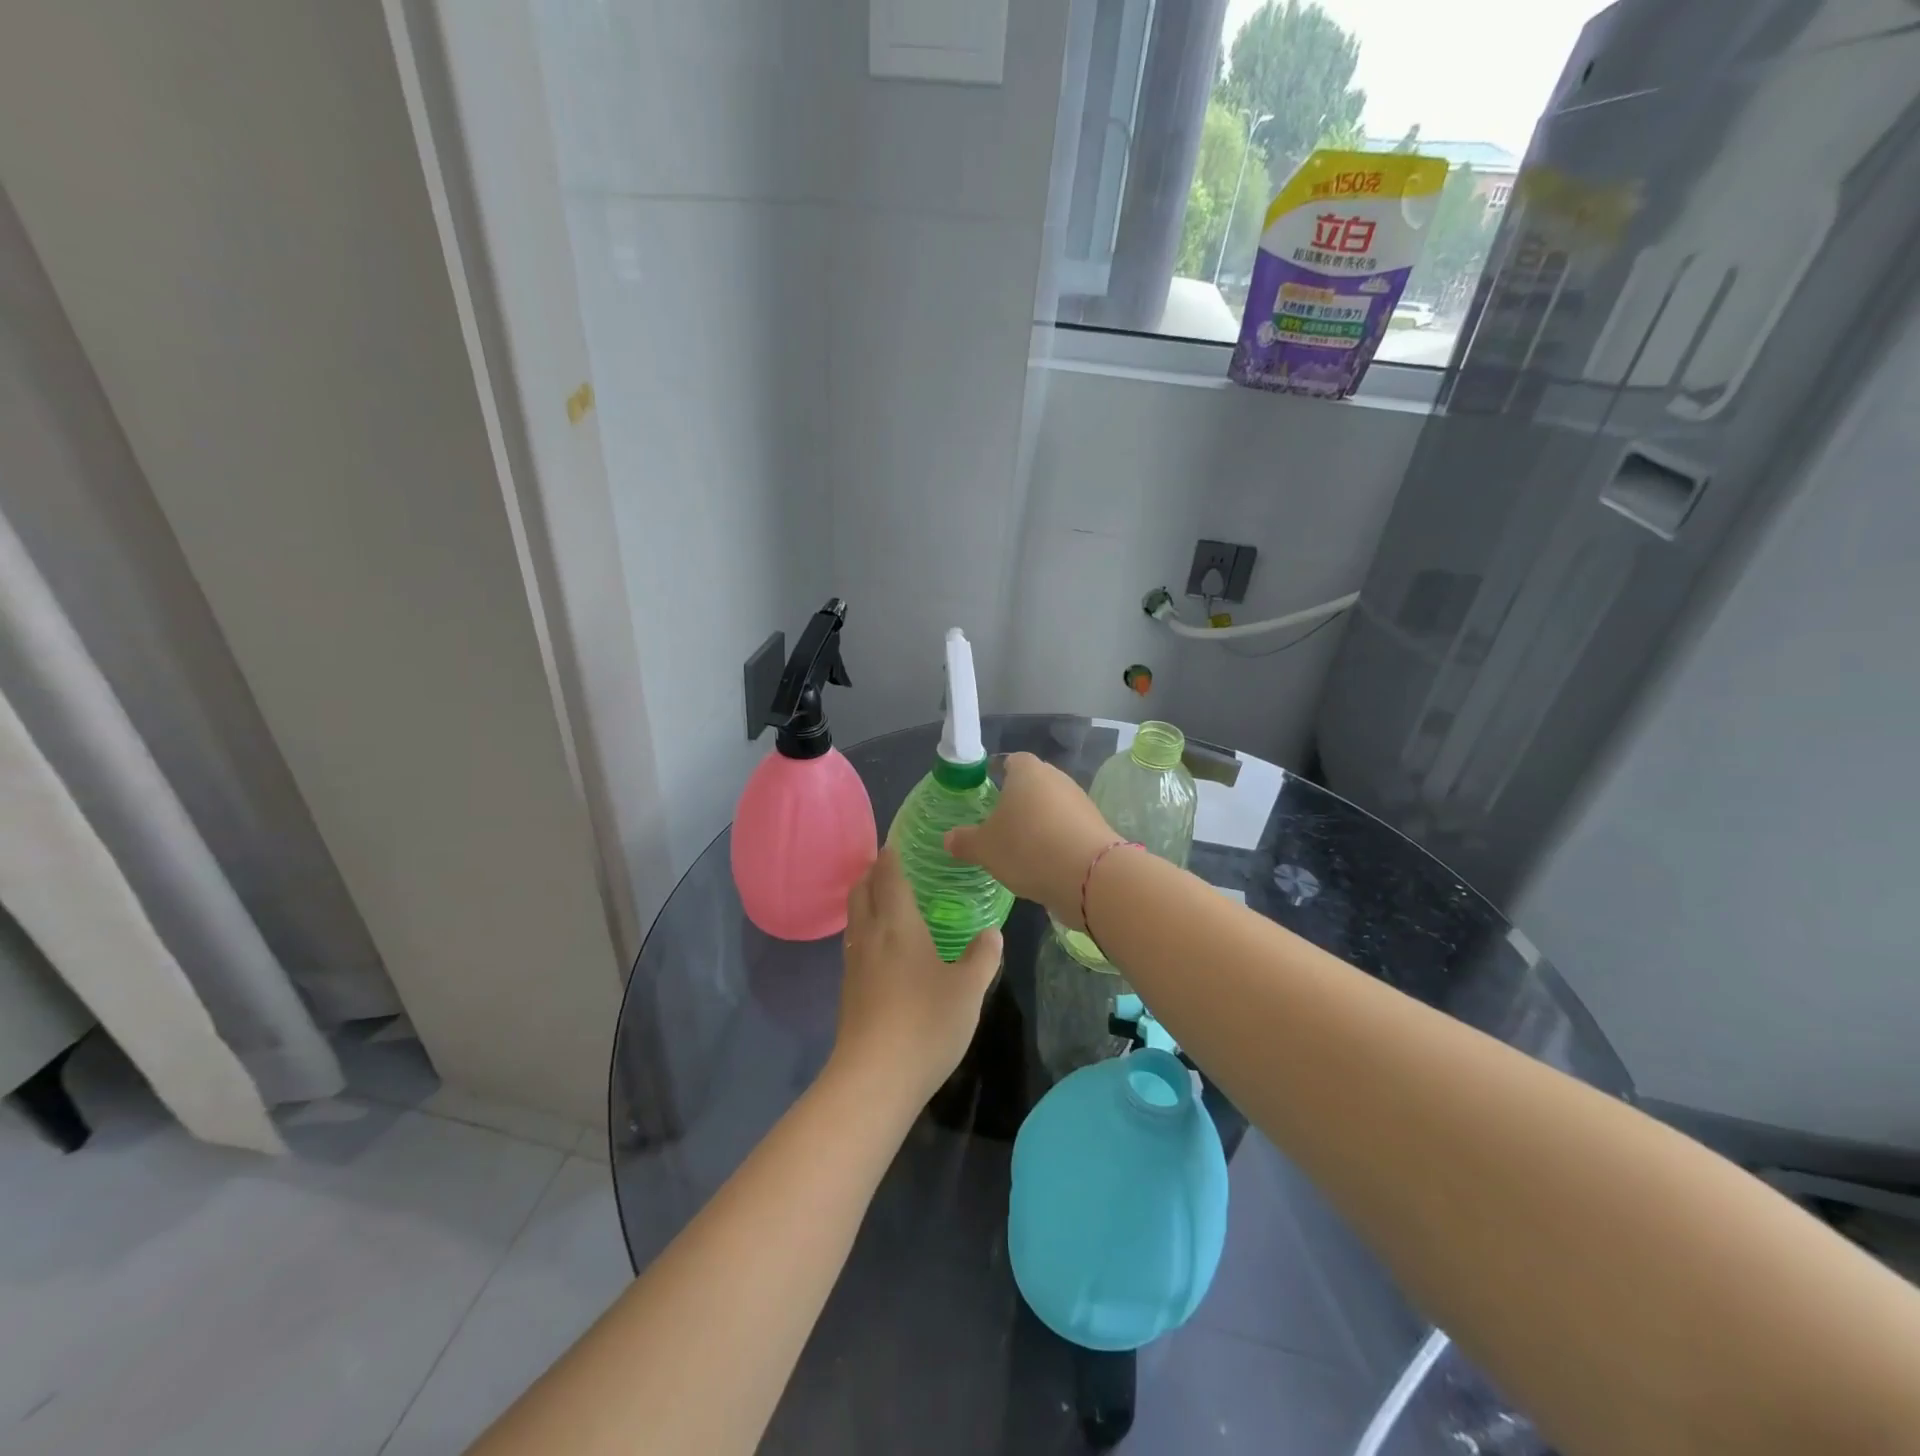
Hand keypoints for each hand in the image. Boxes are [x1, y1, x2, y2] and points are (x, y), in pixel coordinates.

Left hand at [831, 846, 1002, 1104]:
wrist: (874, 1078)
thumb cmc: (926, 1023)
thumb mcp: (969, 989)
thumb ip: (982, 957)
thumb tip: (991, 933)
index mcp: (898, 924)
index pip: (888, 877)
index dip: (890, 857)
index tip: (895, 844)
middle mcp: (870, 936)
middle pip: (860, 891)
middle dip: (872, 874)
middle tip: (891, 867)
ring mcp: (854, 964)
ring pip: (854, 918)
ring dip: (865, 901)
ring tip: (887, 902)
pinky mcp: (848, 990)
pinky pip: (854, 944)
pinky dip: (865, 930)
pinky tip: (884, 949)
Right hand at [944, 753, 1117, 930]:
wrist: (1090, 876)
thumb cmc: (1028, 848)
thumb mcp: (985, 849)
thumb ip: (965, 841)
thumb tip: (949, 838)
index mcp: (1027, 771)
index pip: (1010, 761)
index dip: (996, 775)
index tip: (986, 796)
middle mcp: (1056, 778)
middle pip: (1032, 784)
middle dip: (1017, 802)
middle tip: (999, 826)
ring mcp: (1080, 801)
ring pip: (1051, 806)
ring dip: (1039, 823)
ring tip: (1021, 849)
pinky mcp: (1096, 826)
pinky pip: (1068, 828)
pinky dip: (1056, 840)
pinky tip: (1045, 863)